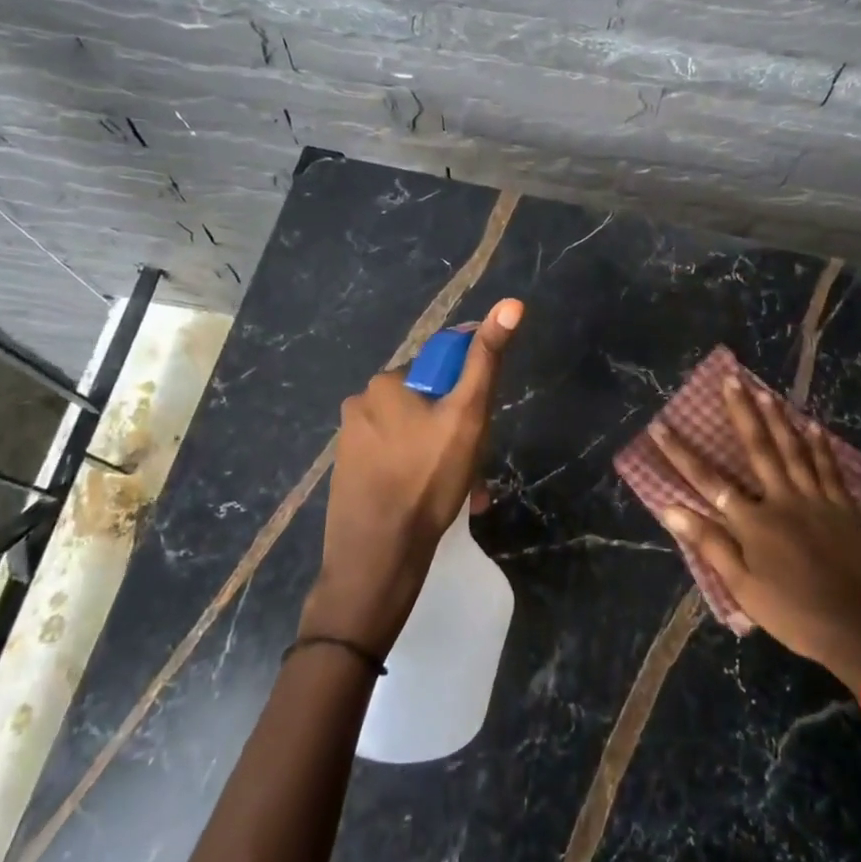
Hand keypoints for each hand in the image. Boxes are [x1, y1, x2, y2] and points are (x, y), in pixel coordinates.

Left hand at [302, 298, 522, 654]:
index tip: (480, 427)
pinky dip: (419, 473)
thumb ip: (487, 359)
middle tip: (476, 467)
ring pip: (413, 435)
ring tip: (463, 493)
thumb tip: (512, 303)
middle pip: (428, 403)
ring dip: (442, 456)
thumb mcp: (467, 415)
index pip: (442, 367)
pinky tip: (436, 504)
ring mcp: (350, 442)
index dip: (468, 394)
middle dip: (456, 431)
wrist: (376, 559)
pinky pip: (394, 460)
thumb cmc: (426, 479)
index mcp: (386, 382)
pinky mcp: (348, 474)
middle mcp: (361, 403)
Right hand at [650, 374, 860, 695]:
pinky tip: (813, 425)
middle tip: (730, 378)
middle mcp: (783, 500)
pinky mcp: (843, 508)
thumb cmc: (792, 614)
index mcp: (754, 522)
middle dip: (741, 412)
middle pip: (758, 448)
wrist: (858, 630)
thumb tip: (671, 509)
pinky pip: (829, 469)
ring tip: (765, 390)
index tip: (660, 426)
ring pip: (794, 449)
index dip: (681, 453)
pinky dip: (820, 445)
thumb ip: (710, 544)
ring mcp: (816, 500)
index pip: (709, 480)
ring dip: (778, 418)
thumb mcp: (743, 587)